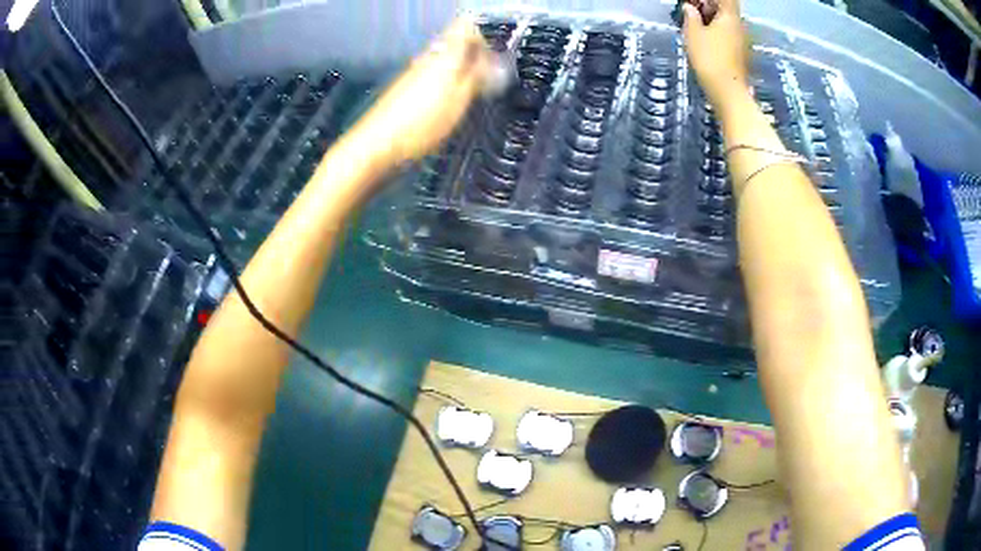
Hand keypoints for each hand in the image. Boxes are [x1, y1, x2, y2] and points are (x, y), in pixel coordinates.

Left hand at [351, 17, 494, 164]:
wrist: (376, 145)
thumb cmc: (421, 124)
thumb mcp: (459, 101)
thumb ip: (476, 76)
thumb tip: (491, 60)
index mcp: (444, 56)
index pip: (465, 27)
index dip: (483, 36)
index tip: (495, 55)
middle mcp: (428, 58)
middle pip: (455, 44)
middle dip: (474, 55)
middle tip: (489, 76)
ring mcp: (414, 72)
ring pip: (445, 60)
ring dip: (461, 70)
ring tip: (472, 91)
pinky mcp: (405, 89)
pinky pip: (433, 75)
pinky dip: (446, 83)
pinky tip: (449, 103)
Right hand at [682, 0, 750, 112]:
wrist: (727, 92)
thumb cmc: (709, 59)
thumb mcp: (693, 34)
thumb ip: (691, 17)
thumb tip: (690, 8)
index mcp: (730, 17)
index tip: (696, 2)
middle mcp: (741, 26)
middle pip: (727, 8)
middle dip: (710, 6)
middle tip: (692, 11)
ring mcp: (743, 41)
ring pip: (728, 22)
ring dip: (713, 20)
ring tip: (696, 25)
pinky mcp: (741, 54)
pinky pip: (729, 35)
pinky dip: (718, 32)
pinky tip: (705, 39)